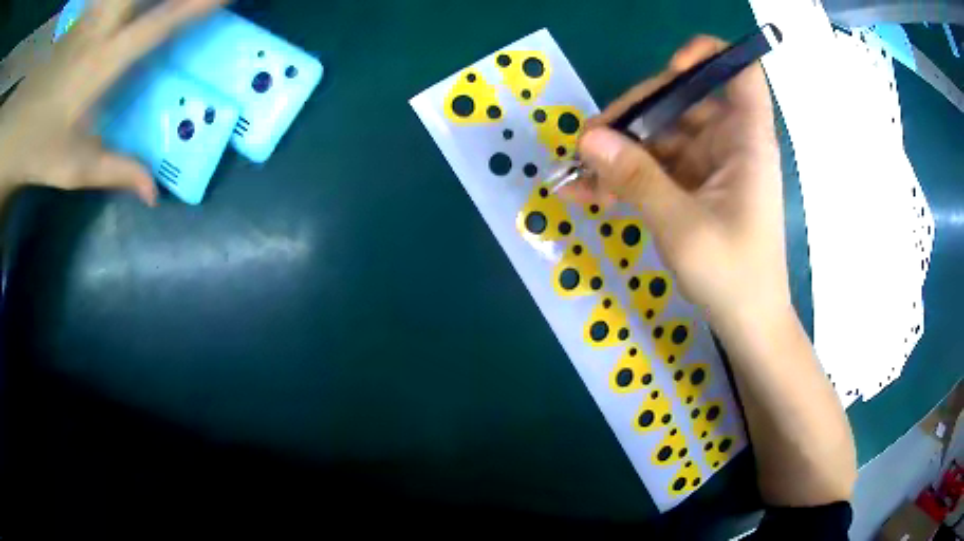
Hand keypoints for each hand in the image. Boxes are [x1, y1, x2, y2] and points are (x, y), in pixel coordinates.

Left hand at [0, 0, 224, 205]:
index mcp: (103, 63)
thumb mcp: (74, 167)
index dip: (198, 5)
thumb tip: (155, 193)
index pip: (160, 25)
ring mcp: (92, 12)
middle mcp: (101, 26)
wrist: (18, 129)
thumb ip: (116, 171)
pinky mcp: (86, 10)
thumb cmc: (39, 146)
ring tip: (154, 2)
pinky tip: (124, 8)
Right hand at [567, 36, 786, 325]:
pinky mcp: (696, 187)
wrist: (748, 325)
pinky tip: (588, 194)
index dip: (706, 56)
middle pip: (681, 100)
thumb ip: (635, 177)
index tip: (668, 71)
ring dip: (619, 153)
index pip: (740, 71)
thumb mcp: (680, 225)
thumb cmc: (732, 275)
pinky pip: (657, 168)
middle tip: (588, 141)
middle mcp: (730, 142)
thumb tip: (587, 137)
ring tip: (577, 175)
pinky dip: (627, 177)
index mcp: (745, 138)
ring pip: (661, 136)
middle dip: (633, 116)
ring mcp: (711, 165)